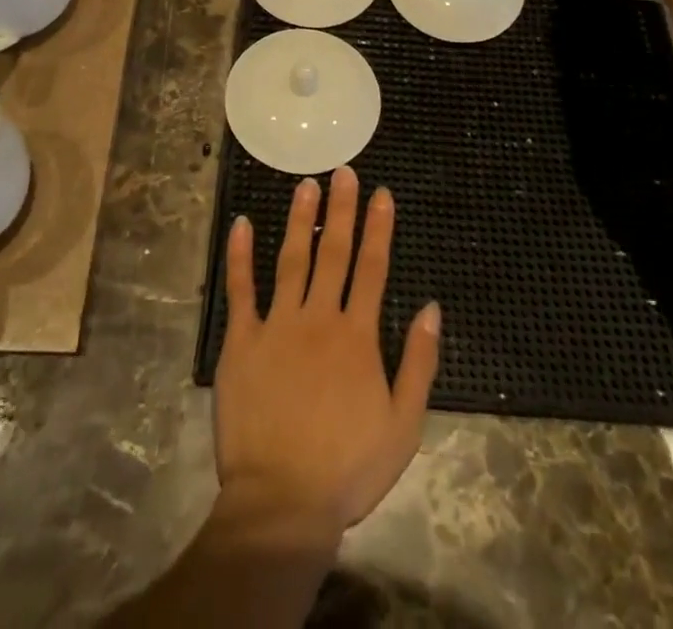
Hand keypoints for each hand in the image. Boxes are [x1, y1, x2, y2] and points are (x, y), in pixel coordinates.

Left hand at [214, 168, 440, 538]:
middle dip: (342, 209)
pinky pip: (240, 290)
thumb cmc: (347, 468)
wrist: (283, 501)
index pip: (372, 268)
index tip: (381, 193)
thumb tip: (431, 307)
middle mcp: (319, 318)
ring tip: (305, 184)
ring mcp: (277, 325)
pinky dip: (241, 255)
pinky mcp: (242, 340)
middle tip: (343, 171)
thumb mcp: (404, 426)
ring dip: (299, 219)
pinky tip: (242, 223)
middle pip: (334, 252)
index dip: (378, 228)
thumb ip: (419, 363)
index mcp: (357, 336)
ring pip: (291, 259)